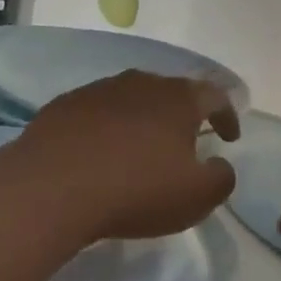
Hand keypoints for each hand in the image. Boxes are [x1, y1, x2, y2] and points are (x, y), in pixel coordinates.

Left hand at [14, 71, 239, 243]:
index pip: (214, 96)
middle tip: (185, 141)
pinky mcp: (64, 105)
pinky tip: (99, 153)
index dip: (227, 115)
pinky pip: (96, 112)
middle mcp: (141, 83)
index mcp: (178, 99)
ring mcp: (99, 90)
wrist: (51, 187)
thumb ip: (221, 179)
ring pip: (132, 98)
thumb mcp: (195, 197)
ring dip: (142, 119)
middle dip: (183, 115)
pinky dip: (107, 128)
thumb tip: (221, 165)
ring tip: (140, 148)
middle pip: (171, 92)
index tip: (229, 138)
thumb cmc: (135, 189)